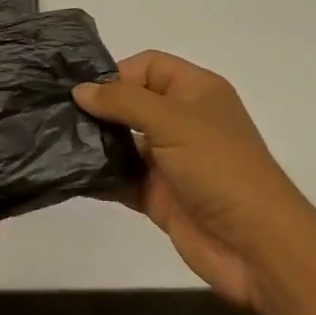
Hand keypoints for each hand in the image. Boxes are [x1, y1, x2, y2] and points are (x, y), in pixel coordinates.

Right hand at [74, 50, 302, 307]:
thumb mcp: (172, 121)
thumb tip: (80, 90)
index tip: (85, 90)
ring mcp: (170, 160)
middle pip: (132, 102)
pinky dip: (101, 176)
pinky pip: (123, 178)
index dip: (118, 73)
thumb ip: (123, 101)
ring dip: (97, 141)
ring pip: (124, 141)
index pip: (149, 66)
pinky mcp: (160, 195)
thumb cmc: (220, 167)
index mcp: (195, 91)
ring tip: (59, 140)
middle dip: (99, 107)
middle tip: (58, 111)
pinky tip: (72, 173)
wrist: (257, 248)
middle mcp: (182, 120)